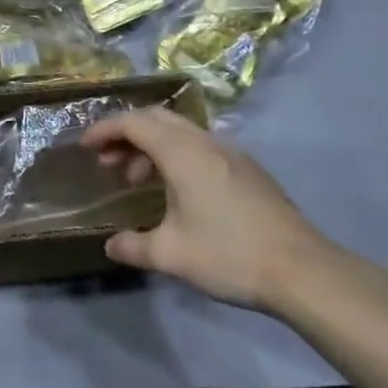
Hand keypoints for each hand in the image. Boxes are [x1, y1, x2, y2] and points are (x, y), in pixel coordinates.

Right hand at [82, 107, 347, 314]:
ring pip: (180, 131)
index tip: (85, 146)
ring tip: (137, 179)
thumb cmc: (229, 254)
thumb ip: (134, 247)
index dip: (105, 130)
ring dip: (152, 146)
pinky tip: (176, 189)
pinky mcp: (247, 168)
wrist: (302, 270)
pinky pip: (200, 145)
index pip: (134, 123)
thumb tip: (111, 246)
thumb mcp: (172, 255)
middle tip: (107, 160)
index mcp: (182, 152)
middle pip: (156, 118)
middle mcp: (205, 141)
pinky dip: (176, 154)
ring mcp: (230, 152)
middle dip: (126, 133)